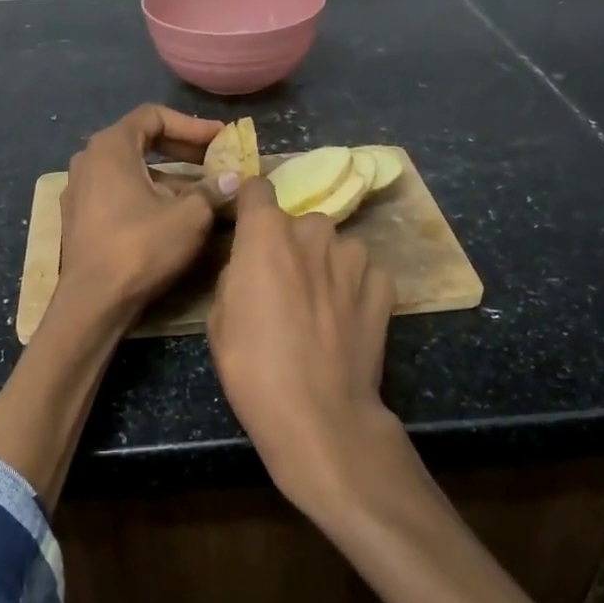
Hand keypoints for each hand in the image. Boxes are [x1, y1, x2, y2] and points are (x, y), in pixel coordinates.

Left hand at [57, 104, 232, 316]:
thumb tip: (233, 178)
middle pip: (140, 140)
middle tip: (213, 161)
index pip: (154, 116)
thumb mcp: (190, 216)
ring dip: (166, 176)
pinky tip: (170, 216)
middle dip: (181, 149)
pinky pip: (116, 192)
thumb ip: (212, 190)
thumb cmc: (141, 247)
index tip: (220, 139)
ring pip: (130, 170)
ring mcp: (79, 189)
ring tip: (200, 193)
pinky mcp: (78, 217)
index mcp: (110, 147)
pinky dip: (146, 194)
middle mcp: (88, 160)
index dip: (191, 125)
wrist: (93, 301)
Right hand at [208, 178, 408, 519]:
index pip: (258, 189)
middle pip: (299, 223)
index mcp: (266, 234)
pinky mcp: (383, 286)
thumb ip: (237, 274)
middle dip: (291, 244)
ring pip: (334, 247)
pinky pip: (363, 273)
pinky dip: (353, 288)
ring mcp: (354, 257)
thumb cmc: (253, 366)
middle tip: (285, 285)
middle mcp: (313, 232)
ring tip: (319, 307)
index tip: (249, 225)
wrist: (318, 413)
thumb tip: (251, 265)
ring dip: (325, 265)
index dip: (251, 206)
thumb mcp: (220, 318)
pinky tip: (345, 320)